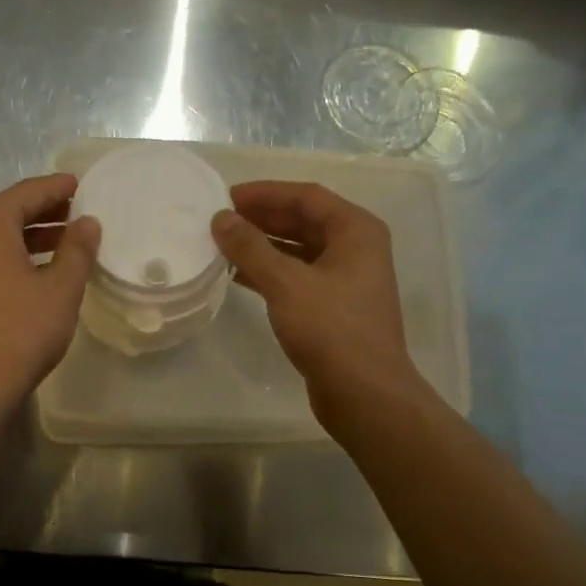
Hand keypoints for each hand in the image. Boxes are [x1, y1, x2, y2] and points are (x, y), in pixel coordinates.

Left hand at [0, 173, 99, 419]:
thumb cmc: (20, 330)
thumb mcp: (60, 288)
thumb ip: (77, 250)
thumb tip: (87, 222)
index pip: (28, 192)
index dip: (57, 188)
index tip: (81, 184)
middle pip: (9, 212)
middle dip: (45, 212)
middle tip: (79, 213)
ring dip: (31, 237)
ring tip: (66, 243)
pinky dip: (15, 258)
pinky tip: (39, 273)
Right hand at [211, 181, 420, 424]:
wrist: (364, 393)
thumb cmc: (331, 329)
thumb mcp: (286, 283)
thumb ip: (250, 248)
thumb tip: (221, 219)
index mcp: (356, 231)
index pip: (306, 196)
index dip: (266, 193)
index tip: (227, 196)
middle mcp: (356, 249)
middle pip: (303, 221)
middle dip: (262, 218)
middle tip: (221, 220)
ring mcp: (346, 280)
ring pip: (298, 250)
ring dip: (263, 246)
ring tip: (223, 245)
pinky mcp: (333, 308)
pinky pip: (297, 277)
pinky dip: (269, 273)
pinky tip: (237, 276)